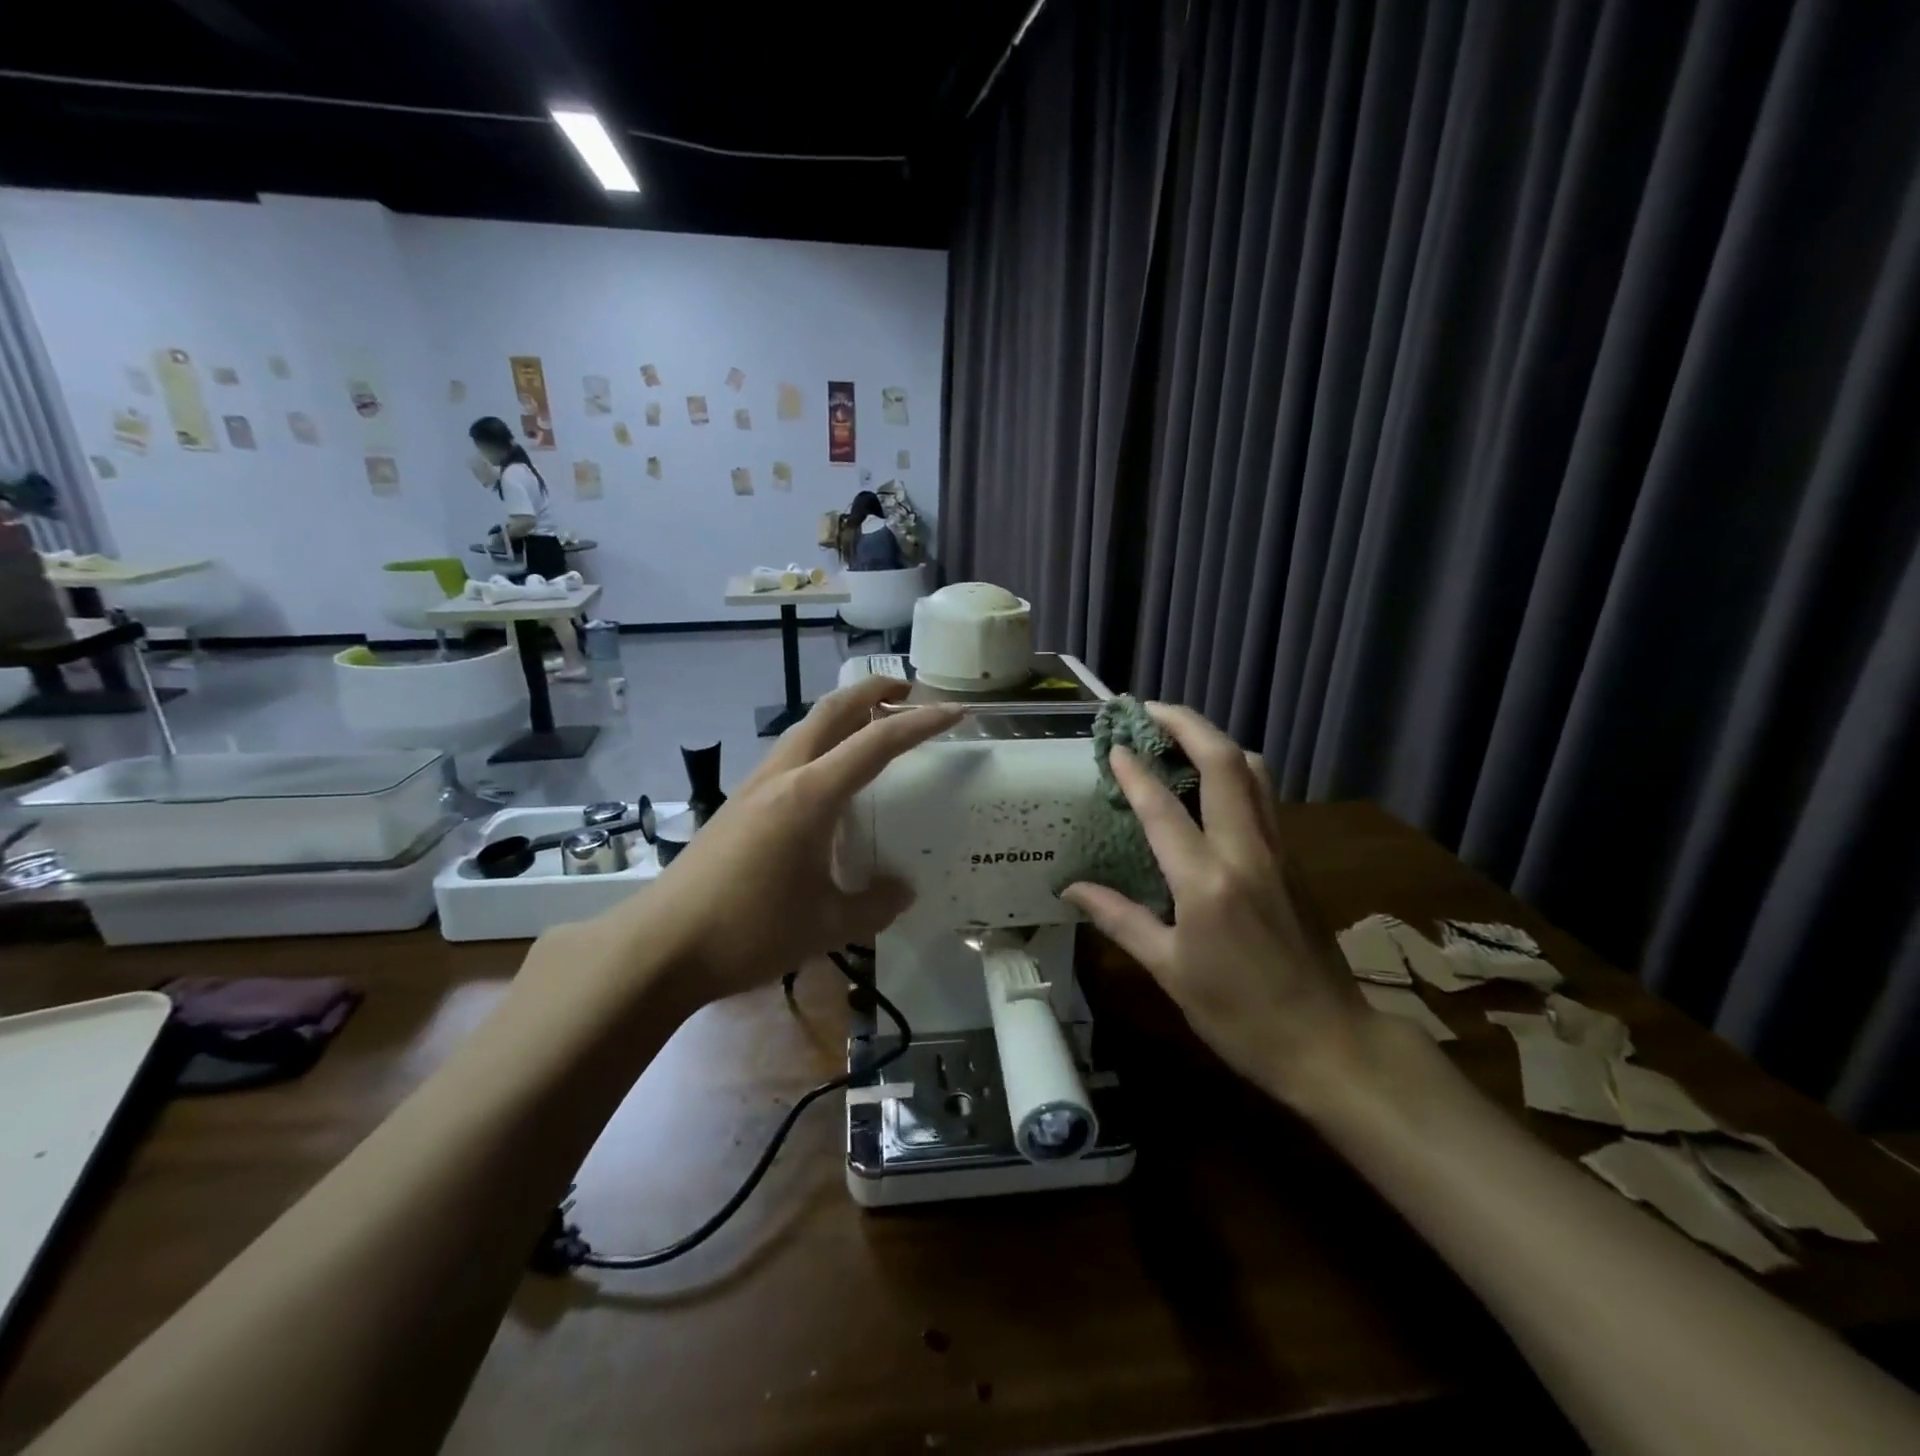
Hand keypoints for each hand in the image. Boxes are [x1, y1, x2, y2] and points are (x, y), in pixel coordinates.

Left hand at [634, 678, 960, 1001]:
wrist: (661, 946)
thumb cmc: (750, 931)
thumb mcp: (827, 924)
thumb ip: (875, 904)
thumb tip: (901, 890)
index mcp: (811, 795)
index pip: (877, 743)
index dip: (921, 723)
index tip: (956, 711)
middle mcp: (782, 776)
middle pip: (831, 711)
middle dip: (872, 691)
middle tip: (907, 691)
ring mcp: (754, 787)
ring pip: (805, 729)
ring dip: (843, 717)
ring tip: (874, 731)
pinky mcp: (738, 805)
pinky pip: (790, 756)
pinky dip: (821, 745)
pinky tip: (830, 784)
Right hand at [1060, 703, 1374, 1106]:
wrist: (1330, 1043)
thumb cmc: (1239, 1015)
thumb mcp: (1169, 972)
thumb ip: (1119, 919)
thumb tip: (1072, 889)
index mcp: (1207, 883)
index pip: (1163, 808)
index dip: (1135, 770)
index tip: (1113, 744)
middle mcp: (1246, 852)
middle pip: (1224, 763)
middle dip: (1187, 724)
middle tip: (1150, 709)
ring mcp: (1279, 851)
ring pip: (1254, 772)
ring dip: (1216, 742)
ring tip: (1179, 735)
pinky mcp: (1295, 860)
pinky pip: (1264, 796)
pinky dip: (1235, 771)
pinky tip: (1211, 784)